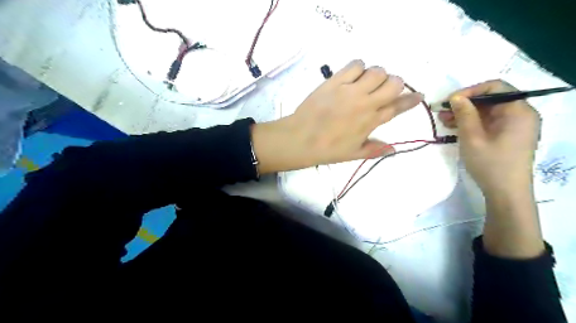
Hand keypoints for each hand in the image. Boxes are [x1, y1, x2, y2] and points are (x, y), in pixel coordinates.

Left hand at [252, 58, 421, 173]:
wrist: (300, 139)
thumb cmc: (327, 149)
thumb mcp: (353, 154)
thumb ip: (375, 149)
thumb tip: (394, 149)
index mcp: (371, 121)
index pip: (398, 107)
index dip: (411, 100)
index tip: (418, 95)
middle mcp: (365, 103)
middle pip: (393, 83)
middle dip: (394, 84)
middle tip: (384, 89)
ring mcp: (350, 90)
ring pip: (376, 71)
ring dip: (376, 75)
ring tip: (367, 82)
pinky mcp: (334, 82)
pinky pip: (355, 65)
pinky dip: (358, 67)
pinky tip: (353, 75)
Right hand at [443, 79, 540, 197]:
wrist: (505, 192)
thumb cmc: (490, 164)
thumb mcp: (472, 138)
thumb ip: (464, 114)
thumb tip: (455, 97)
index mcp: (518, 111)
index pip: (495, 87)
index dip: (470, 91)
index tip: (449, 101)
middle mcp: (520, 114)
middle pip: (490, 99)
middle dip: (465, 103)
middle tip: (442, 111)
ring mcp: (515, 125)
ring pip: (487, 111)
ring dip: (465, 113)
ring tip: (444, 120)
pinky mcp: (508, 135)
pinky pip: (489, 122)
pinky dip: (472, 123)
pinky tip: (455, 128)